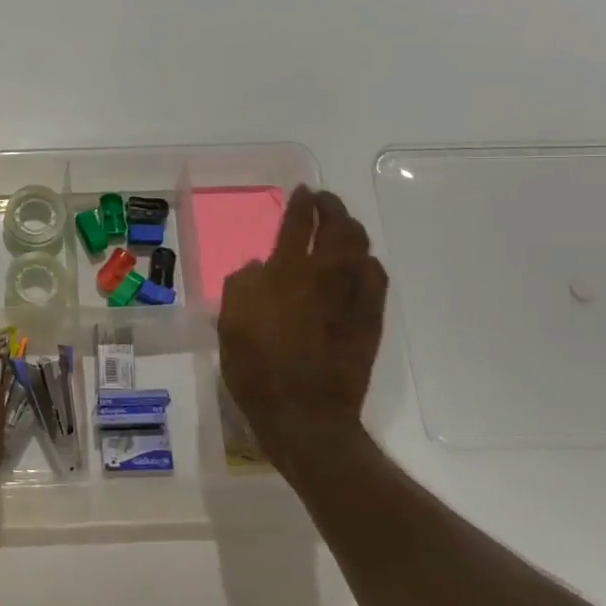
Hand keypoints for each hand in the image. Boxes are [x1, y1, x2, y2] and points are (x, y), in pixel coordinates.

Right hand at [218, 185, 387, 483]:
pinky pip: (376, 276)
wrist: (305, 414)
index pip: (298, 224)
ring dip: (352, 230)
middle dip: (333, 207)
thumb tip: (259, 267)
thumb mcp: (229, 324)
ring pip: (361, 248)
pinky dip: (367, 261)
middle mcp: (326, 275)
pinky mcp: (372, 318)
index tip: (302, 191)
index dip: (301, 204)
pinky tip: (360, 264)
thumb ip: (242, 286)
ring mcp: (354, 297)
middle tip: (324, 201)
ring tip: (342, 226)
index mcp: (287, 273)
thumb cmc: (257, 369)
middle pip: (339, 227)